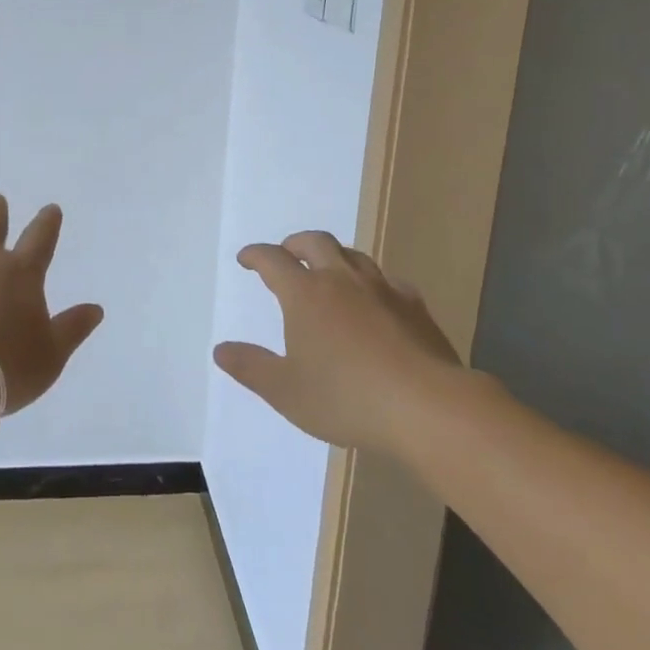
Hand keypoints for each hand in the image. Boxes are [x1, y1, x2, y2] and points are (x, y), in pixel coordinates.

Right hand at [214, 231, 463, 450]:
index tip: (246, 259)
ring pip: (352, 254)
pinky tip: (375, 300)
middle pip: (314, 242)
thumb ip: (251, 367)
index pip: (272, 260)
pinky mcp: (414, 305)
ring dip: (333, 255)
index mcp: (304, 294)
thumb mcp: (286, 391)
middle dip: (294, 244)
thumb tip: (220, 349)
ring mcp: (381, 288)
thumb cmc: (347, 398)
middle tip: (286, 254)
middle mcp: (340, 280)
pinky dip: (371, 281)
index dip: (255, 255)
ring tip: (328, 271)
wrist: (428, 407)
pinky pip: (387, 280)